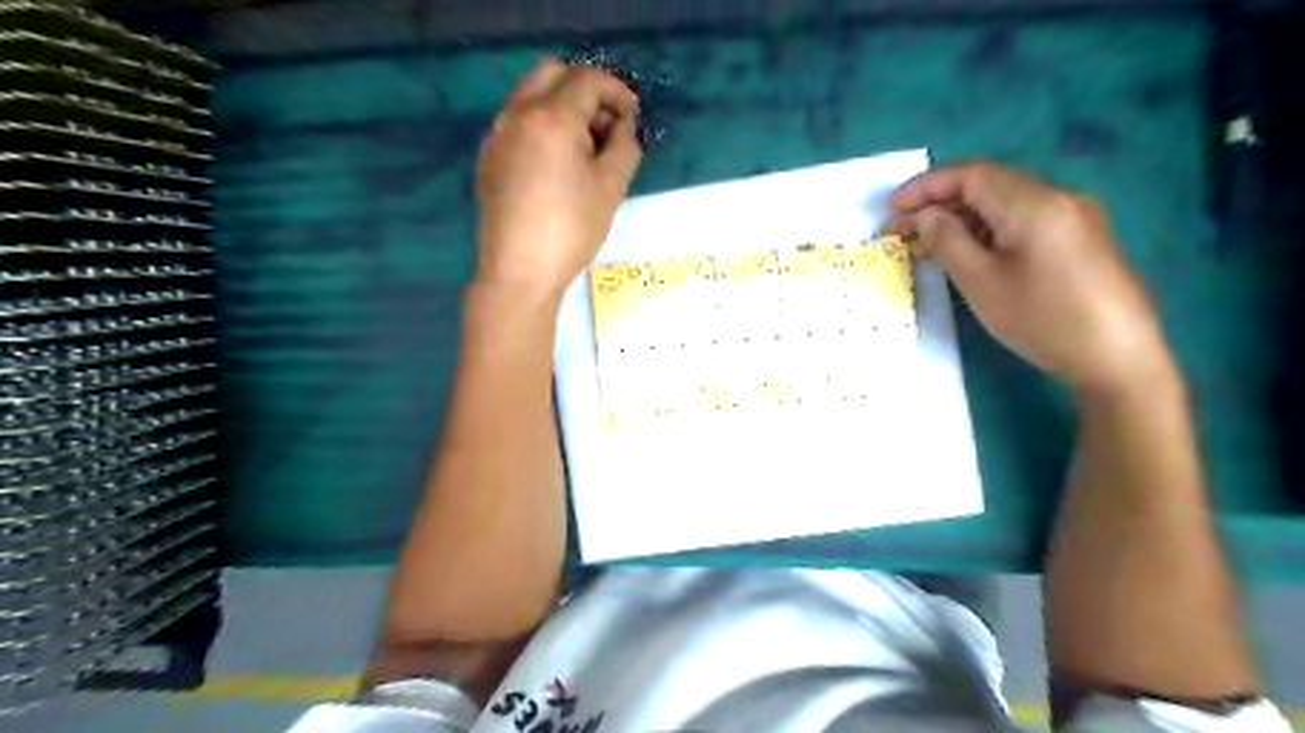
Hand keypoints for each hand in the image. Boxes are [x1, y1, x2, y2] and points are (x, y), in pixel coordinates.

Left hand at [479, 58, 643, 298]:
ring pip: (530, 96)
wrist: (518, 272)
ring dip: (561, 106)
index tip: (632, 116)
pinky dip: (541, 126)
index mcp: (550, 118)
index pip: (586, 79)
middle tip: (605, 124)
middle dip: (584, 89)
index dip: (616, 91)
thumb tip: (624, 127)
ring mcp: (497, 136)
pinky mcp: (488, 158)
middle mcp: (516, 115)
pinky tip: (557, 164)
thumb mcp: (611, 189)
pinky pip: (517, 123)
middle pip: (551, 73)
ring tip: (584, 148)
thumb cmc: (570, 230)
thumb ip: (624, 147)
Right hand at [886, 161, 1172, 395]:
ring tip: (924, 244)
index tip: (890, 209)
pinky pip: (1021, 220)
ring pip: (1003, 203)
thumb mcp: (981, 282)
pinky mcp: (1077, 237)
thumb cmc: (1041, 319)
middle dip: (938, 202)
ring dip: (960, 217)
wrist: (1117, 357)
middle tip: (900, 231)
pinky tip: (965, 251)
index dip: (925, 187)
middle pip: (987, 185)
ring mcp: (1072, 216)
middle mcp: (1056, 197)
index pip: (970, 175)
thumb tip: (925, 216)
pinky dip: (985, 229)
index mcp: (1033, 203)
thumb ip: (947, 241)